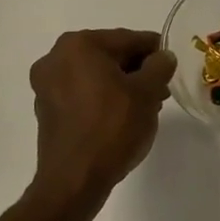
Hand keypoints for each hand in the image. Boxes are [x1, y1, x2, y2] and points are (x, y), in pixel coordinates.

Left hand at [28, 29, 176, 210]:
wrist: (74, 181)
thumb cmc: (112, 128)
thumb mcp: (147, 93)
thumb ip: (159, 66)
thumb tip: (163, 57)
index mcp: (80, 45)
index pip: (128, 39)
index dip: (155, 50)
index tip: (172, 62)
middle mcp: (56, 57)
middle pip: (110, 55)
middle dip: (137, 69)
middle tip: (162, 87)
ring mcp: (47, 85)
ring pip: (96, 75)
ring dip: (121, 84)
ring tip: (147, 105)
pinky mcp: (46, 110)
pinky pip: (82, 93)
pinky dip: (103, 98)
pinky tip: (123, 116)